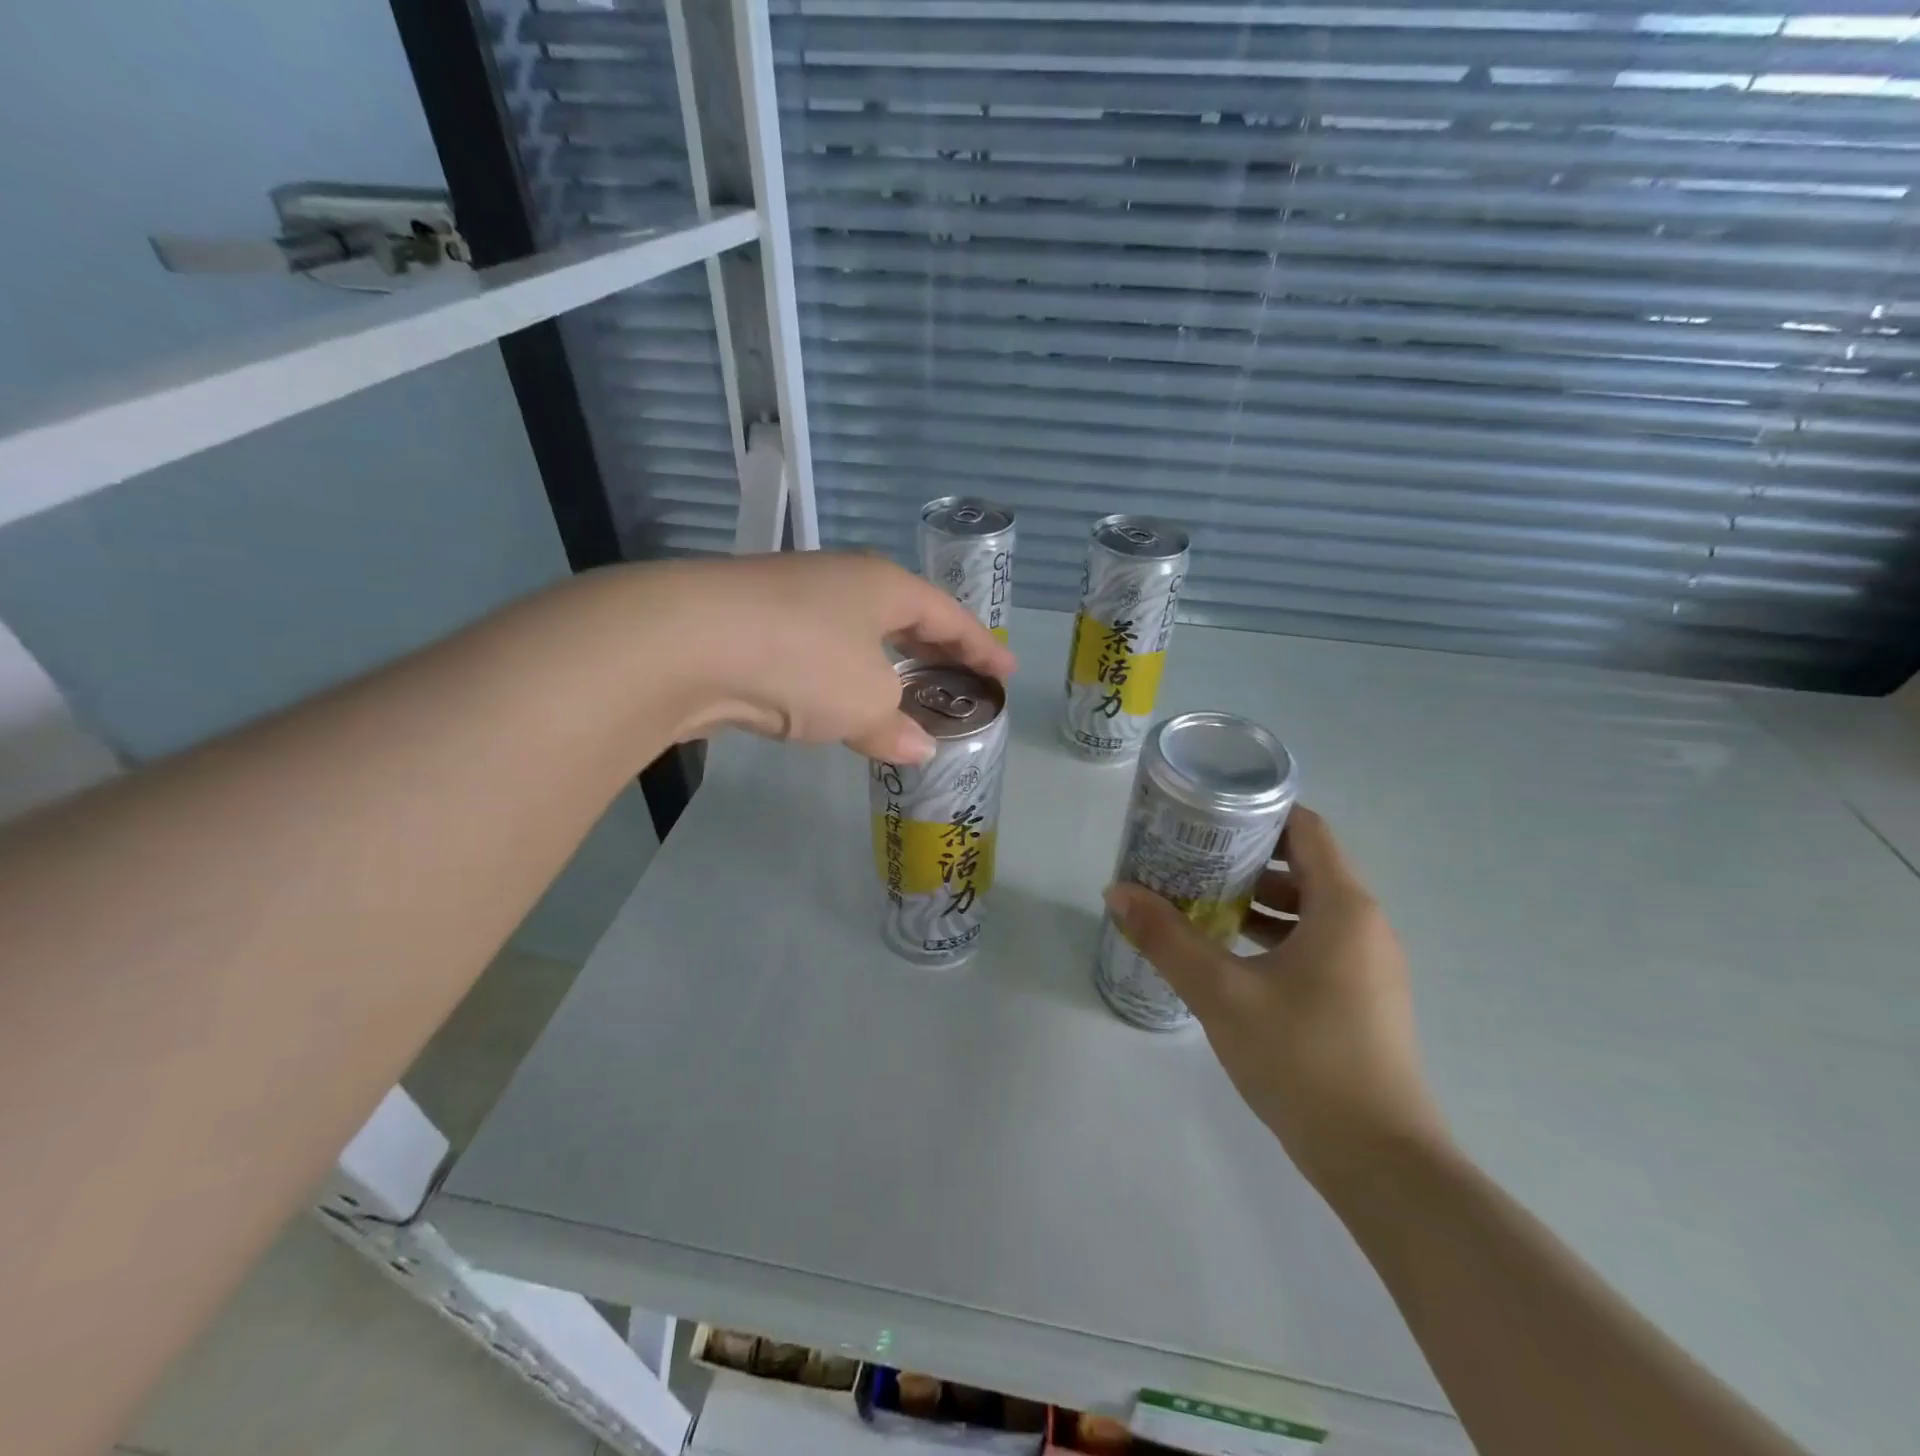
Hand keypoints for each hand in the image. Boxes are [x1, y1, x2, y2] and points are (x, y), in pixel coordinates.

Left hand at [640, 552, 1015, 763]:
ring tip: (903, 695)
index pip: (947, 615)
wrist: (685, 642)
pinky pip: (818, 653)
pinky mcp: (752, 626)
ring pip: (856, 635)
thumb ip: (896, 726)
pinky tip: (839, 704)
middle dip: (933, 651)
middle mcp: (840, 583)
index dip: (980, 647)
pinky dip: (840, 679)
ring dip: (883, 666)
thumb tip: (916, 749)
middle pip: (903, 616)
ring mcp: (792, 599)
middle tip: (959, 678)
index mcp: (882, 586)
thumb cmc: (803, 660)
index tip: (1005, 672)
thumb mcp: (865, 701)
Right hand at [1103, 807, 1448, 1190]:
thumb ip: (1166, 938)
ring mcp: (1369, 965)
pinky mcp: (1363, 999)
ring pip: (1310, 908)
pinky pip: (1317, 943)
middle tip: (1190, 857)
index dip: (1258, 811)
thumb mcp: (1221, 992)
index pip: (1306, 828)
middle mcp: (1365, 925)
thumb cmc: (1302, 1058)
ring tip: (1200, 902)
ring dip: (1258, 900)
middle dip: (1246, 858)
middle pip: (1305, 866)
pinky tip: (1230, 956)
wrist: (1379, 1161)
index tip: (1208, 812)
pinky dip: (1276, 935)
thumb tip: (1117, 892)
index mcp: (1343, 907)